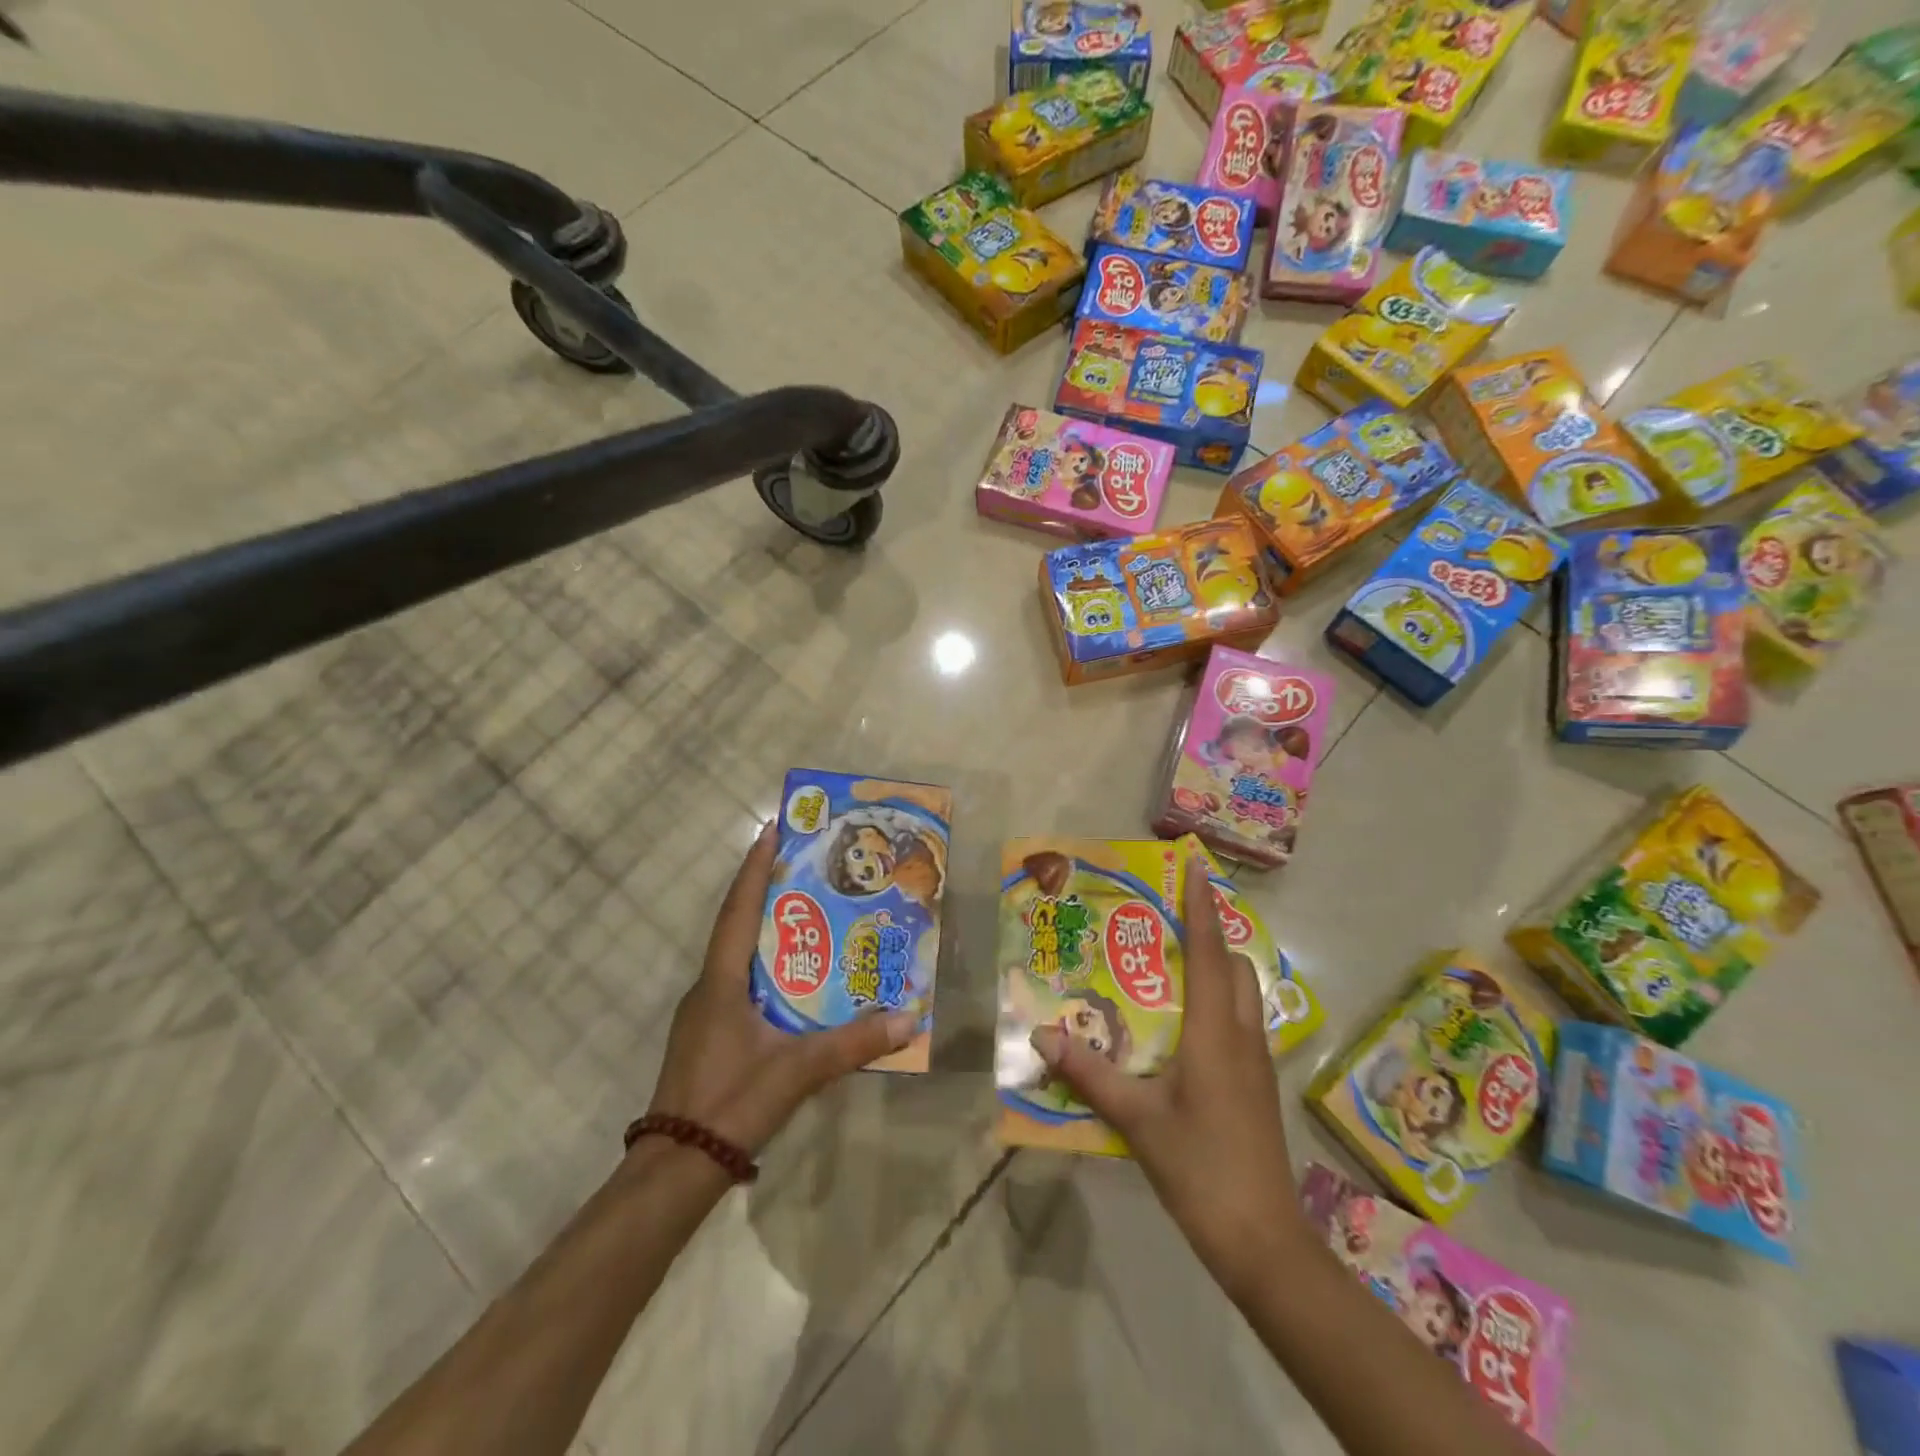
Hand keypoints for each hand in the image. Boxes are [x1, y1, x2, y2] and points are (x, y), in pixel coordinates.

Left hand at [646, 823, 918, 1152]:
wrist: (675, 1169)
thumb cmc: (731, 1103)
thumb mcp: (797, 1070)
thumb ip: (852, 1044)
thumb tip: (908, 1018)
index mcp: (722, 982)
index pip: (738, 910)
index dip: (754, 868)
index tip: (771, 829)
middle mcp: (708, 988)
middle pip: (739, 926)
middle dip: (768, 893)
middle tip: (806, 868)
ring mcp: (704, 1014)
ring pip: (740, 958)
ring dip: (769, 932)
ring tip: (810, 917)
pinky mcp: (709, 1036)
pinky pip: (741, 984)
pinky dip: (767, 968)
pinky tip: (797, 981)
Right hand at [1031, 847, 1302, 1298]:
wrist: (1264, 1240)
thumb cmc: (1200, 1168)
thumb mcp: (1136, 1119)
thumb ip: (1089, 1073)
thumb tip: (1042, 1034)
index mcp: (1215, 1032)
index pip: (1210, 953)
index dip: (1202, 907)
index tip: (1197, 866)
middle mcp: (1242, 1035)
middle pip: (1234, 966)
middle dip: (1210, 933)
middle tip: (1169, 920)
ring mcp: (1257, 1063)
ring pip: (1244, 994)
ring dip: (1218, 967)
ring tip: (1174, 963)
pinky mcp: (1258, 1086)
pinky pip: (1242, 1022)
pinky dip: (1220, 1001)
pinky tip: (1187, 1024)